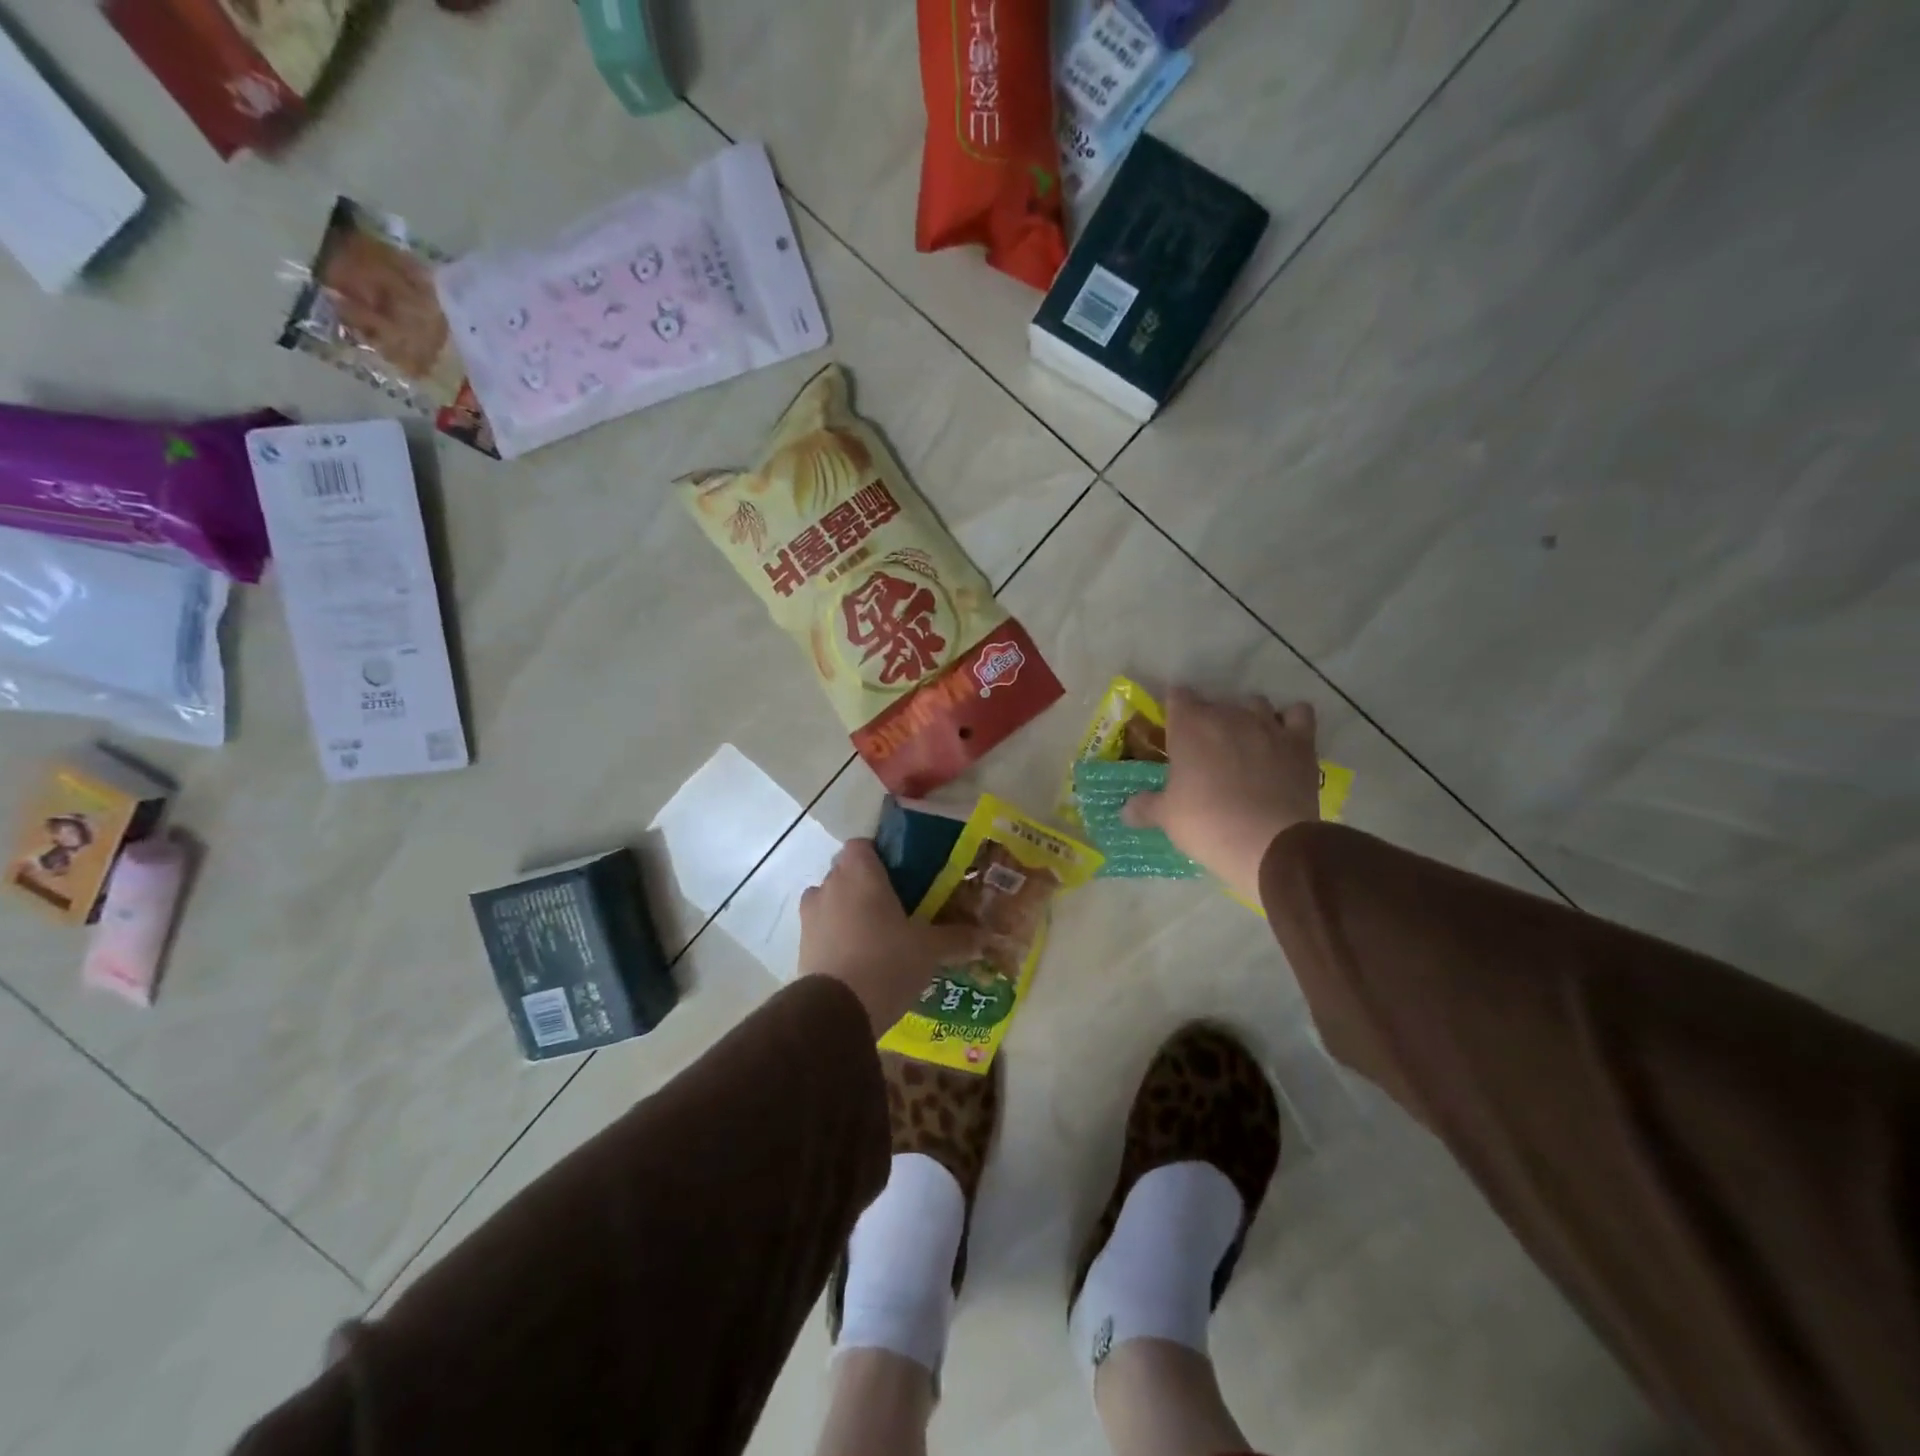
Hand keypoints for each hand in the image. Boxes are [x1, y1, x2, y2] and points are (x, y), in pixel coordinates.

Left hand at [799, 839, 987, 1033]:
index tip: (900, 876)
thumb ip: (956, 938)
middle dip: (866, 885)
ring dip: (847, 911)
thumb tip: (985, 936)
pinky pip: (822, 930)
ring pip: (830, 901)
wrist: (837, 1011)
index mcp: (859, 872)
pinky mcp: (801, 946)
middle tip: (895, 908)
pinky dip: (836, 937)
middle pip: (846, 872)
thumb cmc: (887, 961)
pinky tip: (858, 960)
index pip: (862, 845)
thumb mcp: (930, 949)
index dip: (879, 856)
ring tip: (875, 936)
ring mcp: (810, 915)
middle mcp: (829, 884)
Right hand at [1121, 688, 1323, 904]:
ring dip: (1248, 716)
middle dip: (1208, 719)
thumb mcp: (1167, 818)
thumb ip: (1145, 807)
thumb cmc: (1206, 824)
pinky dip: (1291, 720)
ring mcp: (1268, 725)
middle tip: (1205, 750)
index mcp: (1190, 727)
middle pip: (1215, 702)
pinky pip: (1299, 713)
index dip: (1174, 710)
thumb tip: (1126, 810)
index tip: (1172, 730)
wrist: (1269, 843)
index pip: (1177, 696)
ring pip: (1255, 702)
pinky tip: (1284, 737)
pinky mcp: (1301, 742)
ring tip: (1244, 741)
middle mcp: (1228, 715)